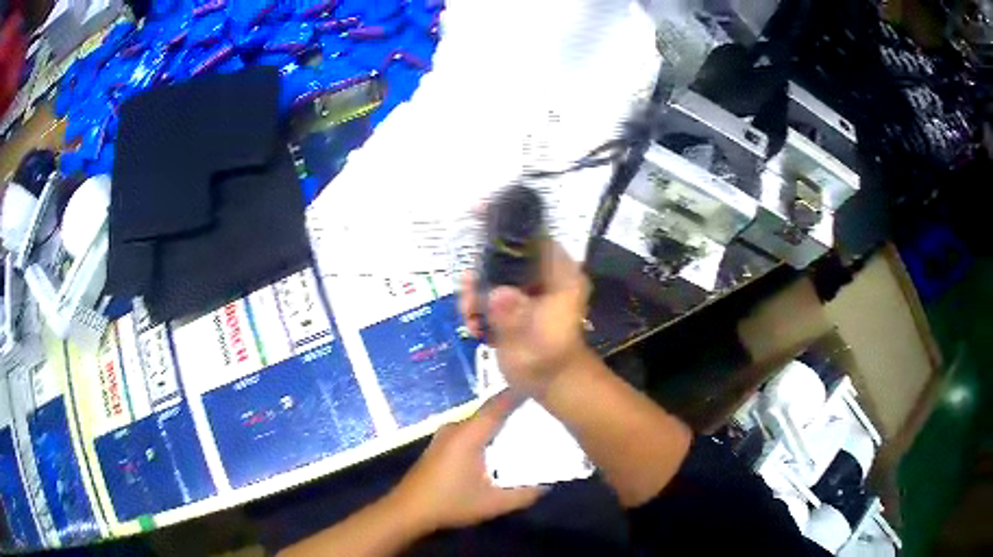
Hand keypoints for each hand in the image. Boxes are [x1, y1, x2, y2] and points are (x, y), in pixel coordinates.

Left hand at [391, 391, 543, 530]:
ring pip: (481, 420)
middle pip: (491, 410)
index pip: (499, 404)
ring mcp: (446, 434)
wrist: (408, 510)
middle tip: (545, 413)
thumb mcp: (493, 503)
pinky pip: (471, 429)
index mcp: (469, 434)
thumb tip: (548, 484)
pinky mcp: (442, 443)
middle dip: (517, 409)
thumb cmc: (450, 503)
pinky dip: (489, 431)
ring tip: (530, 427)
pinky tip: (502, 445)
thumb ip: (525, 494)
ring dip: (502, 422)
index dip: (522, 394)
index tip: (547, 389)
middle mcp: (457, 427)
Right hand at [460, 240, 591, 396]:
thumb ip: (515, 316)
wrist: (550, 384)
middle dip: (482, 270)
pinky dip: (475, 308)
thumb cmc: (551, 358)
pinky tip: (472, 327)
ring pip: (492, 277)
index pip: (535, 236)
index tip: (478, 221)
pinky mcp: (510, 307)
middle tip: (468, 289)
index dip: (508, 228)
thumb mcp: (536, 338)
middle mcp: (542, 276)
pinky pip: (486, 297)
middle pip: (507, 255)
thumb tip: (495, 295)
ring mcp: (524, 291)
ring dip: (474, 293)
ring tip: (469, 314)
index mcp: (559, 274)